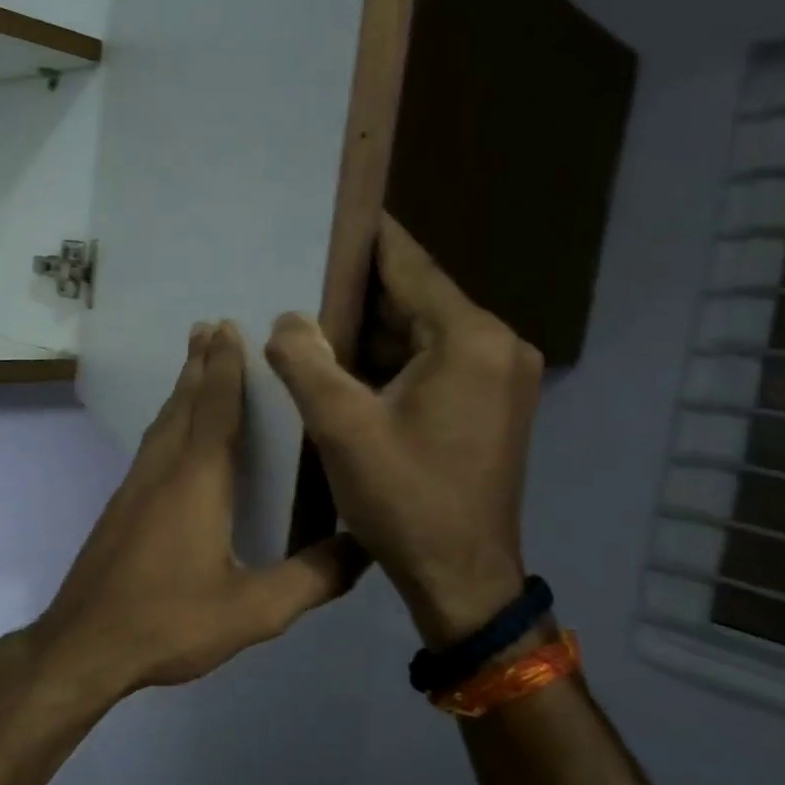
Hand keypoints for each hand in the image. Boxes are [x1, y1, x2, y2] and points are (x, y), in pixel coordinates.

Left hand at [29, 322, 367, 701]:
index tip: (227, 328)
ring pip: (162, 423)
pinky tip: (173, 435)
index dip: (224, 367)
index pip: (215, 409)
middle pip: (183, 404)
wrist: (85, 642)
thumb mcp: (253, 610)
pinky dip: (168, 422)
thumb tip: (365, 546)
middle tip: (207, 326)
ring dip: (181, 389)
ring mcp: (134, 486)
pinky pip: (151, 445)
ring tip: (194, 365)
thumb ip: (311, 579)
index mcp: (197, 481)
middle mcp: (162, 470)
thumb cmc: (170, 621)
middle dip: (199, 364)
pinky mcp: (121, 505)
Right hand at [265, 214, 541, 647]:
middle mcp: (495, 347)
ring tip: (308, 317)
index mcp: (470, 341)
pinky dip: (388, 359)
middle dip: (356, 291)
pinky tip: (342, 364)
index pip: (410, 267)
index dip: (367, 238)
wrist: (462, 577)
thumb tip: (286, 320)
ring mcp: (497, 377)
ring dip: (368, 330)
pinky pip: (431, 362)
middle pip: (415, 299)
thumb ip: (306, 362)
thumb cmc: (405, 499)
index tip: (333, 207)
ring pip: (420, 333)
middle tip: (298, 272)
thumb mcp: (342, 427)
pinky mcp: (488, 404)